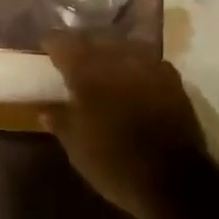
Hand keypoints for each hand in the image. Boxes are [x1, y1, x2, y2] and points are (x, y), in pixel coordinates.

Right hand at [42, 33, 207, 218]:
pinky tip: (133, 76)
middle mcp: (118, 59)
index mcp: (88, 72)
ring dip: (110, 50)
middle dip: (81, 43)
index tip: (45, 49)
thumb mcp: (77, 149)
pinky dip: (136, 63)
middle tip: (73, 56)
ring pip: (123, 44)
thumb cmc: (115, 164)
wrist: (174, 182)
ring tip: (103, 63)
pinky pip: (148, 59)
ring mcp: (148, 65)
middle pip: (94, 37)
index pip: (63, 42)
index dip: (51, 43)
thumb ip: (60, 122)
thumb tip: (45, 110)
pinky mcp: (172, 79)